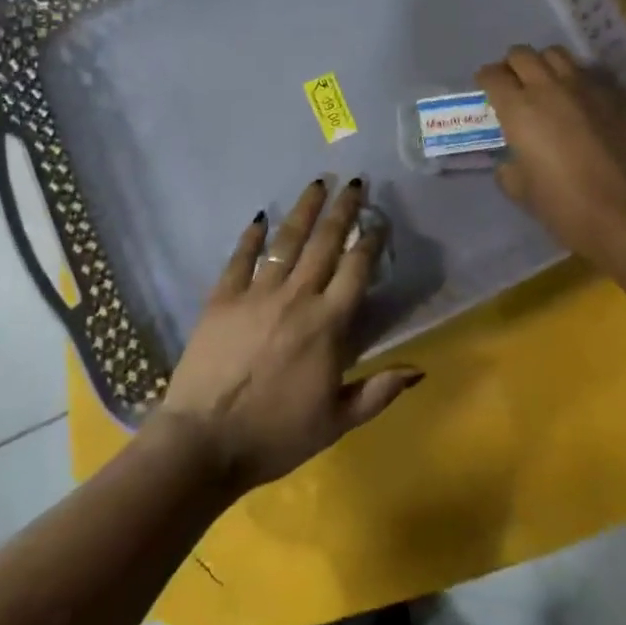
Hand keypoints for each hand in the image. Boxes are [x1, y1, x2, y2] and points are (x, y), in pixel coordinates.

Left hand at [154, 178, 422, 493]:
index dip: (370, 241)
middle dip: (343, 210)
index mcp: (328, 324)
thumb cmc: (276, 435)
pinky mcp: (222, 297)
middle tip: (355, 183)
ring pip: (286, 241)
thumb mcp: (338, 421)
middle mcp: (296, 297)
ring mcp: (256, 293)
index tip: (379, 220)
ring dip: (304, 210)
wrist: (205, 441)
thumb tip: (420, 369)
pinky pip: (240, 258)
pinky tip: (260, 217)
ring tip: (318, 183)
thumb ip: (379, 391)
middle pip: (325, 243)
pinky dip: (251, 236)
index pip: (356, 270)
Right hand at [476, 44, 625, 260]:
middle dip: (512, 66)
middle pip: (522, 54)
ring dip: (545, 65)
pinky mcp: (616, 95)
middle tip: (514, 85)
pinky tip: (580, 101)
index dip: (486, 80)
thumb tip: (512, 158)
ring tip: (547, 85)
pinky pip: (588, 73)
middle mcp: (548, 87)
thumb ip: (509, 166)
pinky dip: (576, 80)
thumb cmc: (565, 205)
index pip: (492, 75)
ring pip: (556, 55)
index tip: (487, 91)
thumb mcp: (521, 190)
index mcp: (518, 109)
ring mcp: (586, 86)